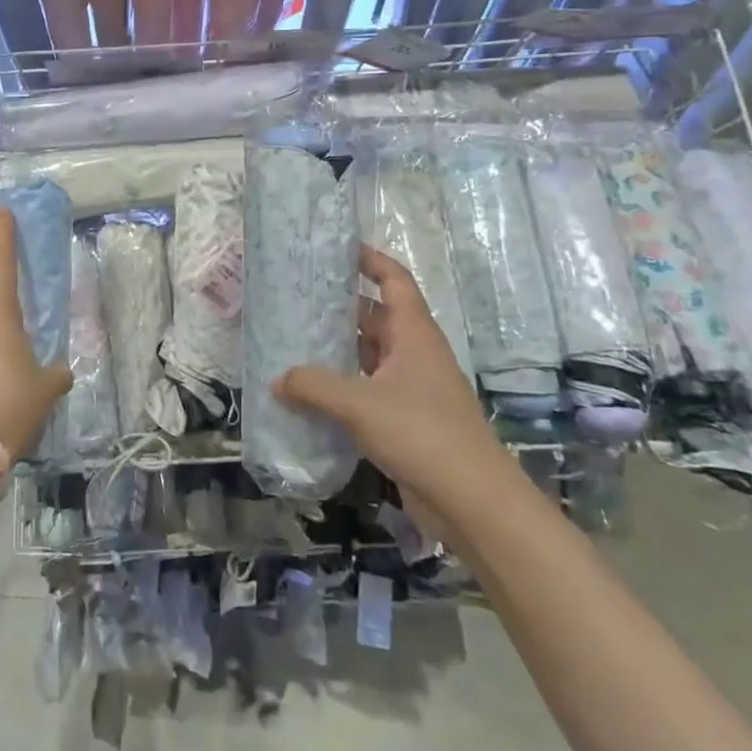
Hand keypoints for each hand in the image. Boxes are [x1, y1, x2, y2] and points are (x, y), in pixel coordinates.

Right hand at [275, 245, 526, 530]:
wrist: (473, 502)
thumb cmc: (421, 433)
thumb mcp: (358, 403)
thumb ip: (313, 385)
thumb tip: (277, 380)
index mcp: (414, 334)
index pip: (394, 281)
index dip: (370, 260)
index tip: (338, 248)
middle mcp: (415, 354)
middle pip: (376, 317)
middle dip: (340, 307)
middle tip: (297, 299)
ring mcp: (413, 389)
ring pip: (369, 356)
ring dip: (338, 351)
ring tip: (294, 342)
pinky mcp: (407, 421)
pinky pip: (368, 391)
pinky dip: (343, 387)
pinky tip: (311, 394)